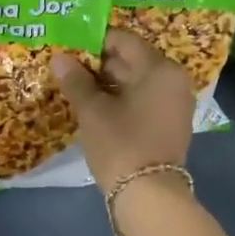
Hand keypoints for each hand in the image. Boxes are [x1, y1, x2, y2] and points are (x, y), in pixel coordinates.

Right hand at [50, 29, 194, 193]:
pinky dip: (122, 100)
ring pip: (137, 82)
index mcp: (159, 68)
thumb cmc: (120, 144)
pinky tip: (98, 108)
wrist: (148, 194)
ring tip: (79, 89)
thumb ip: (76, 81)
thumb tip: (59, 58)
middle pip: (132, 61)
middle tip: (70, 70)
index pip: (124, 41)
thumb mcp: (93, 111)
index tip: (70, 50)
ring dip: (109, 84)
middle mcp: (174, 80)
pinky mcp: (170, 123)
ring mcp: (175, 103)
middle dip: (100, 64)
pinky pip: (144, 100)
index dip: (95, 43)